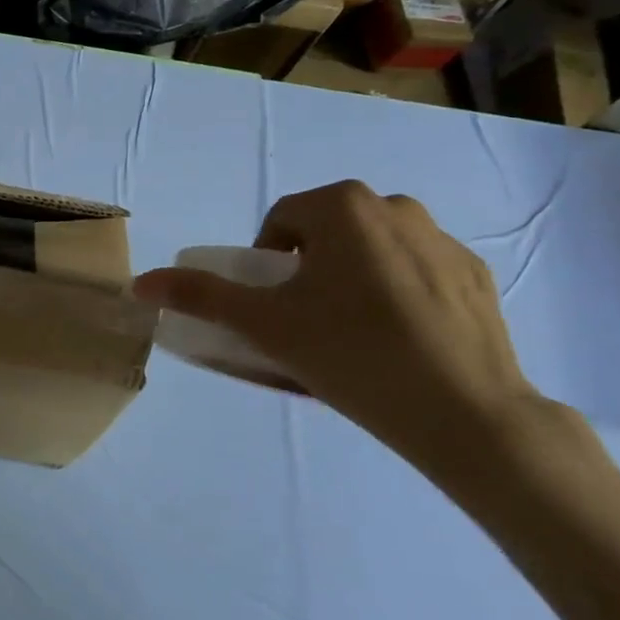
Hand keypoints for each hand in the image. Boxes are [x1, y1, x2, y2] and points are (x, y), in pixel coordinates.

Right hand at [135, 181, 593, 492]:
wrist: (467, 414)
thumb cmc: (352, 354)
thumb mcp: (264, 325)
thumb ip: (201, 296)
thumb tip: (140, 282)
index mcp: (343, 206)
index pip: (281, 221)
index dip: (266, 264)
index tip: (274, 309)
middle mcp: (396, 206)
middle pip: (328, 232)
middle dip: (309, 269)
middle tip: (308, 322)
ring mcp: (444, 240)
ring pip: (373, 249)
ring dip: (352, 278)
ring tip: (354, 333)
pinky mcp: (478, 275)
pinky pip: (417, 271)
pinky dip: (398, 293)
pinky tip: (402, 341)